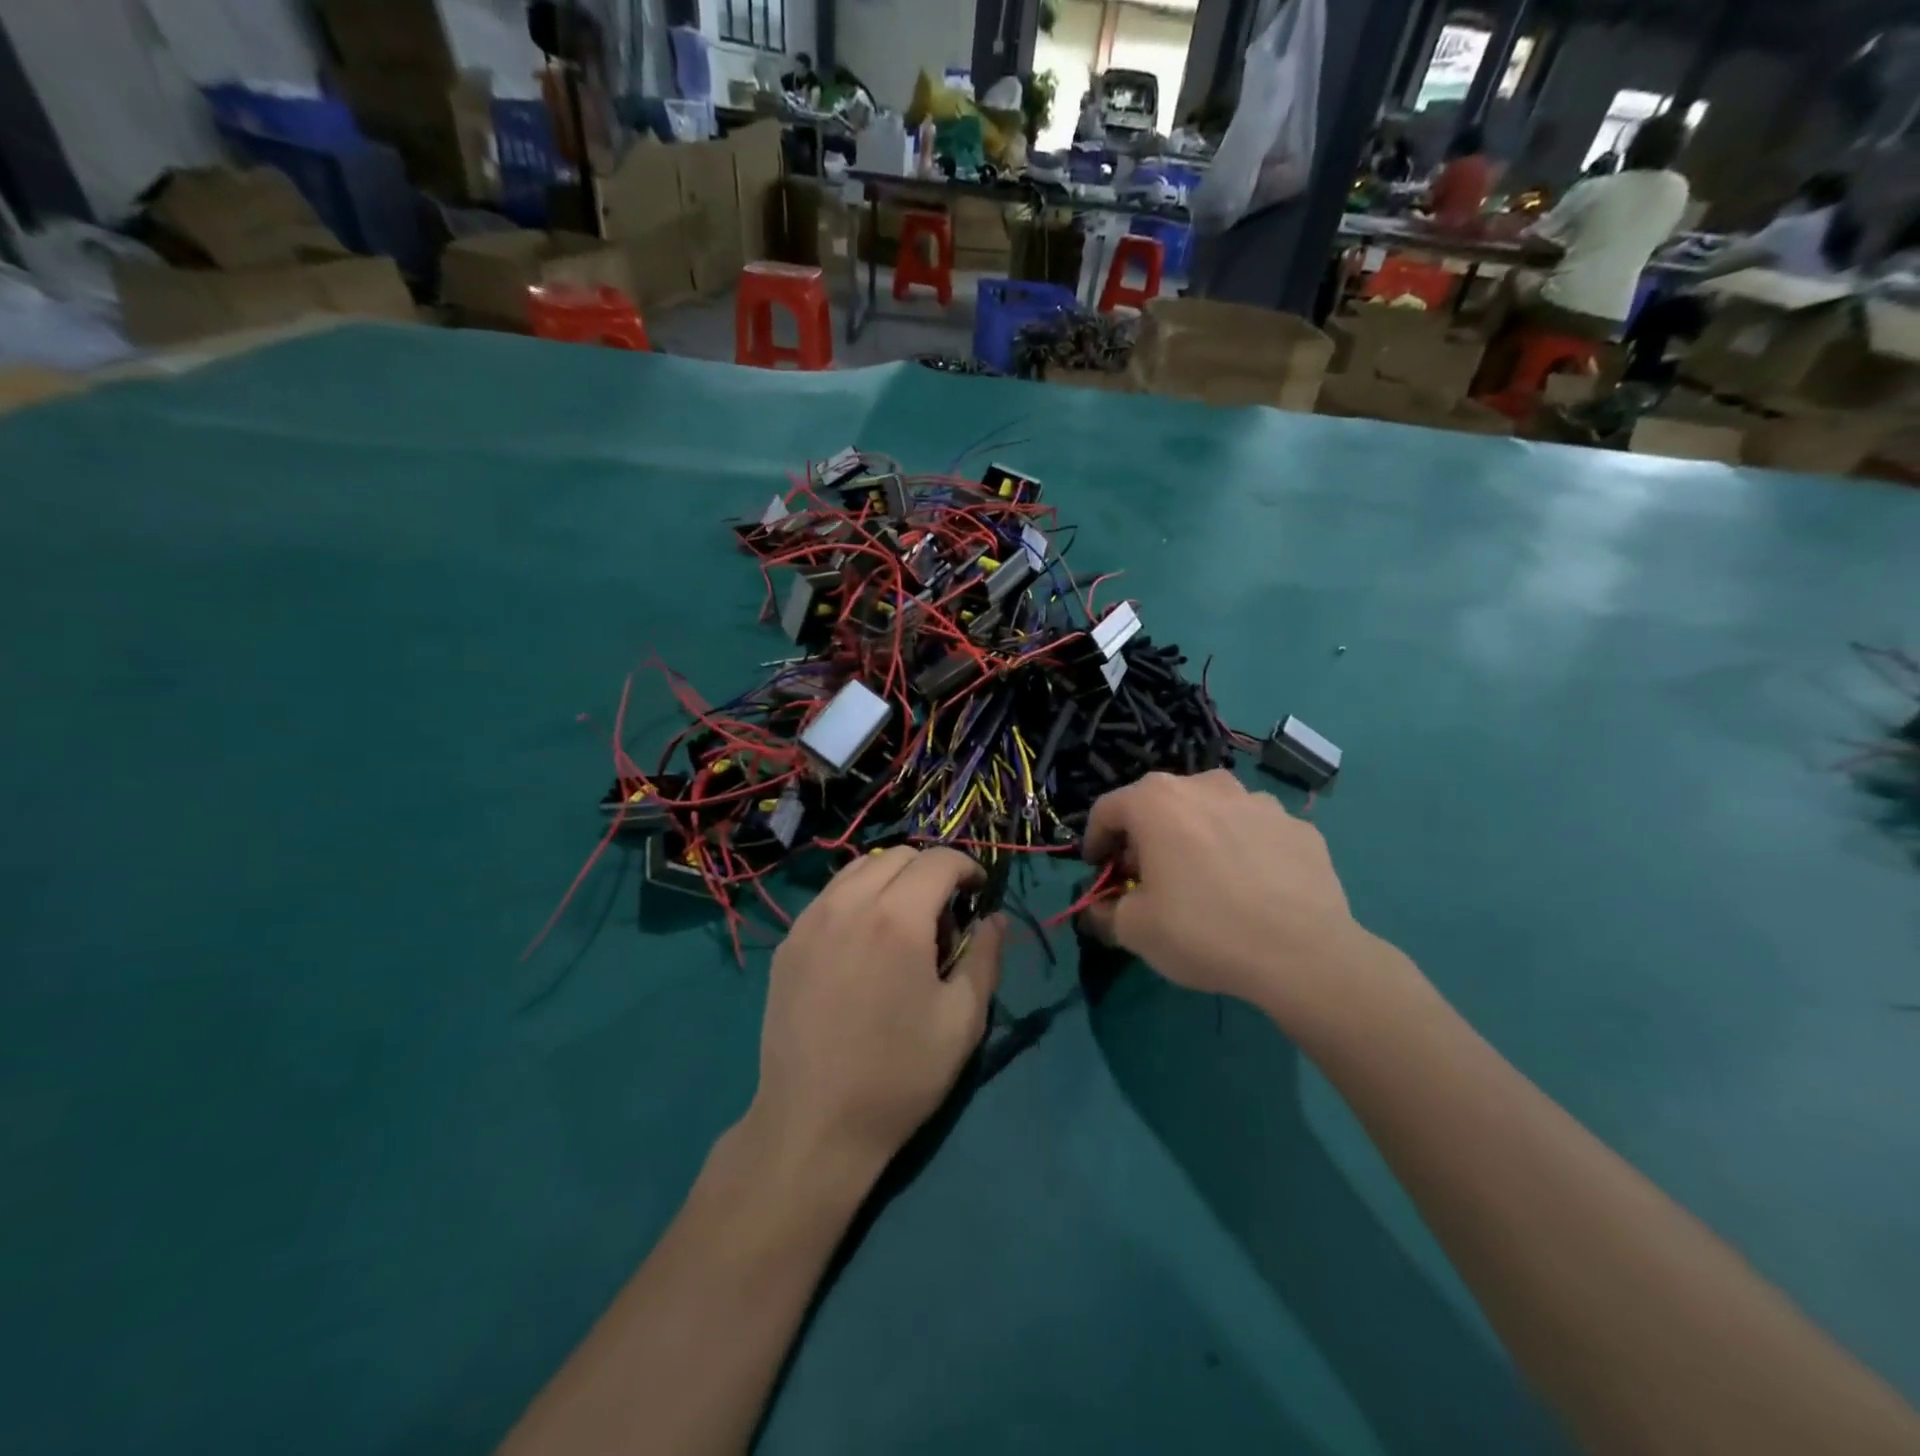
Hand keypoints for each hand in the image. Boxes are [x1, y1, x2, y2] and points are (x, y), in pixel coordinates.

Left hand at [749, 846, 1002, 1183]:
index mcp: (897, 918)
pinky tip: (865, 943)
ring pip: (860, 868)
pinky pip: (830, 896)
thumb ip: (985, 957)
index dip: (968, 868)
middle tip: (945, 916)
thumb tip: (994, 918)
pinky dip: (858, 897)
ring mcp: (811, 920)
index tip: (980, 895)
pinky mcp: (789, 942)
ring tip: (904, 924)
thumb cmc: (899, 1075)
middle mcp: (848, 903)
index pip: (939, 861)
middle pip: (899, 855)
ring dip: (893, 879)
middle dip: (932, 871)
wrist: (813, 1124)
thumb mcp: (962, 1020)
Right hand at [1081, 771, 1375, 1020]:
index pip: (1107, 809)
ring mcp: (1259, 801)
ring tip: (1205, 878)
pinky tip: (1252, 888)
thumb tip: (1101, 907)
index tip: (1099, 870)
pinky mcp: (1299, 826)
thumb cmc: (1203, 931)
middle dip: (1145, 836)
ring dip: (1197, 835)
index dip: (1095, 840)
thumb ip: (1105, 911)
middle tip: (1148, 875)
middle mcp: (1205, 786)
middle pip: (1159, 803)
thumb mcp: (1134, 930)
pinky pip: (1255, 831)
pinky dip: (1243, 849)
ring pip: (1211, 811)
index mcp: (1156, 801)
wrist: (1304, 954)